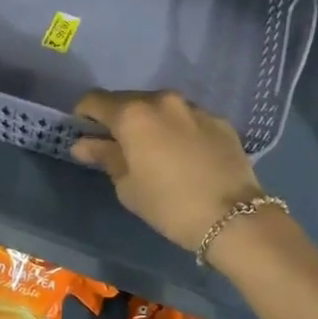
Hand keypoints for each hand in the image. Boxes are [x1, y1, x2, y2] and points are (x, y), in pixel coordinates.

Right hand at [71, 90, 263, 250]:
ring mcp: (195, 108)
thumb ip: (105, 156)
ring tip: (154, 151)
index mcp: (133, 114)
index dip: (84, 115)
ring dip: (151, 122)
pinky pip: (188, 118)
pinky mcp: (220, 120)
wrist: (234, 218)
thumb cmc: (169, 205)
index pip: (95, 100)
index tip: (84, 133)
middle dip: (118, 119)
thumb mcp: (128, 186)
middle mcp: (163, 100)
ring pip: (161, 107)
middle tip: (118, 147)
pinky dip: (178, 130)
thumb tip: (83, 144)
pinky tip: (185, 156)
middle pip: (129, 100)